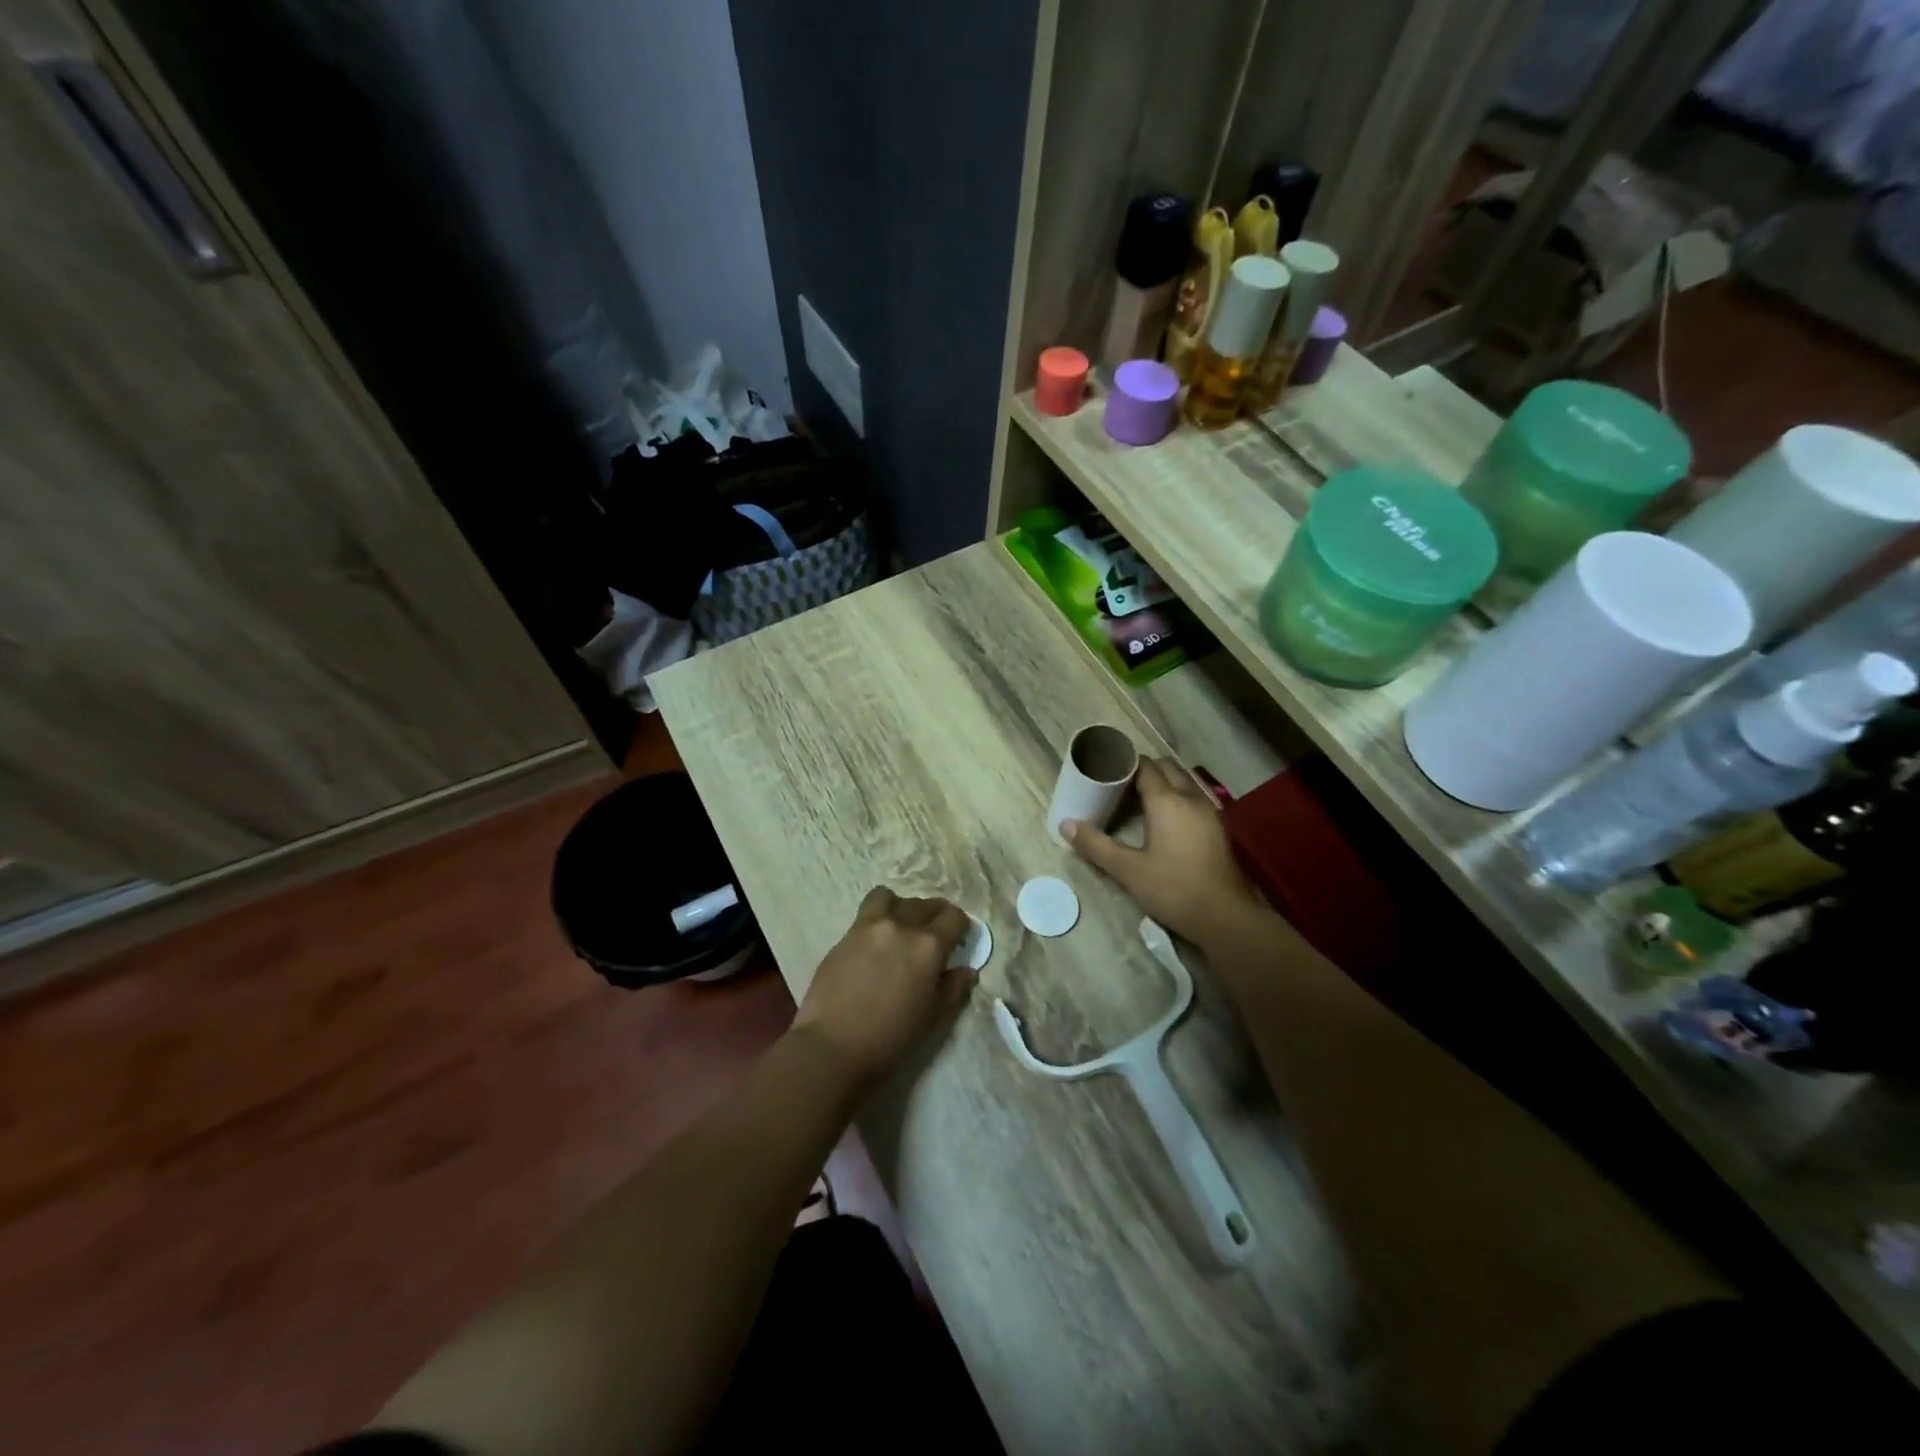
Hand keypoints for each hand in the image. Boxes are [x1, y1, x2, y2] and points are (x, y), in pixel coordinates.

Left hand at [790, 888, 972, 1090]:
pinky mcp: (846, 934)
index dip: (961, 927)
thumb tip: (966, 969)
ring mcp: (870, 926)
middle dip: (935, 916)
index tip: (958, 940)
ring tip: (901, 927)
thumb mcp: (932, 1017)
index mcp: (928, 946)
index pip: (954, 917)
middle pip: (926, 904)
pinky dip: (878, 915)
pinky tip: (876, 939)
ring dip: (903, 908)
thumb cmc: (891, 1037)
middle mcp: (901, 925)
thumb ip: (953, 988)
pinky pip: (867, 910)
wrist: (833, 1045)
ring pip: (892, 898)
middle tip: (933, 935)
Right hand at [1064, 758, 1262, 942]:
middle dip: (1144, 770)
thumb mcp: (1128, 870)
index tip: (1105, 770)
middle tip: (1119, 784)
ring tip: (1138, 800)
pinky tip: (1164, 820)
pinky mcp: (1218, 829)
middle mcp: (1190, 798)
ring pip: (1183, 782)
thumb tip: (1065, 824)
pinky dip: (1177, 798)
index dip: (1125, 764)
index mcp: (1167, 801)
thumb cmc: (1173, 888)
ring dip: (1163, 783)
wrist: (1226, 917)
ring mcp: (1209, 812)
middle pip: (1167, 768)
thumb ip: (1096, 845)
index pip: (1145, 766)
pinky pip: (1193, 798)